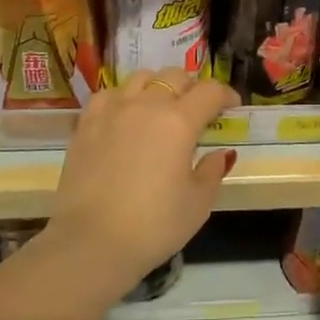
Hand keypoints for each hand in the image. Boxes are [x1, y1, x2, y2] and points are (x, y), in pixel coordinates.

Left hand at [48, 67, 237, 287]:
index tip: (232, 106)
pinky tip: (125, 116)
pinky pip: (109, 94)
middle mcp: (146, 105)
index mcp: (179, 121)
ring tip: (161, 106)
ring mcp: (112, 111)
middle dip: (193, 87)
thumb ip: (212, 171)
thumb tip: (221, 153)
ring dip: (158, 87)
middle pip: (175, 77)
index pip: (210, 92)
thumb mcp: (198, 203)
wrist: (91, 243)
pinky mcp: (86, 124)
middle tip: (198, 108)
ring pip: (141, 78)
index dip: (226, 94)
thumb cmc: (153, 226)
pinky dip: (124, 97)